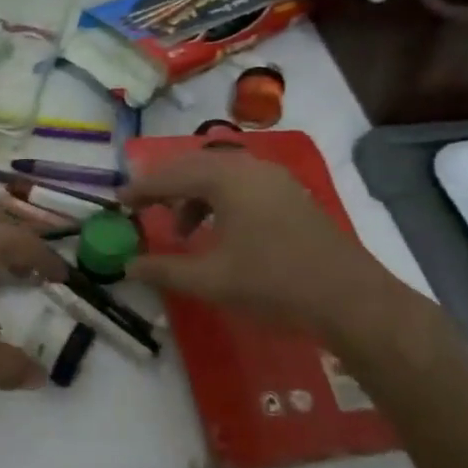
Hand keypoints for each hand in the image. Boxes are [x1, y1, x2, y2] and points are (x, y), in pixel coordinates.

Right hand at [121, 149, 400, 339]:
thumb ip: (163, 269)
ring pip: (221, 176)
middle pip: (196, 166)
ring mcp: (277, 181)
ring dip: (194, 196)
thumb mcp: (209, 280)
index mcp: (227, 179)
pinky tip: (218, 233)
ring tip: (181, 231)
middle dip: (166, 186)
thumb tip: (127, 266)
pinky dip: (219, 202)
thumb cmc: (272, 284)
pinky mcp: (292, 198)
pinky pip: (243, 186)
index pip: (171, 175)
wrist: (350, 300)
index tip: (117, 202)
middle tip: (142, 207)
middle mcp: (251, 168)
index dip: (141, 189)